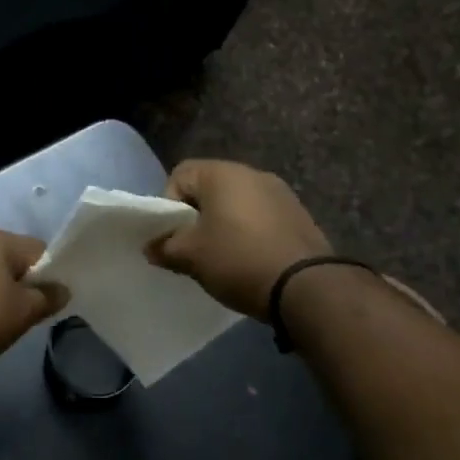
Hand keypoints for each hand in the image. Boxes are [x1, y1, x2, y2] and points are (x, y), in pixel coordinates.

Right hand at [149, 160, 331, 319]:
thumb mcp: (191, 256)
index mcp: (222, 173)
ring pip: (236, 204)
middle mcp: (252, 173)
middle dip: (197, 217)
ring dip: (224, 225)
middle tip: (194, 249)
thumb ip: (165, 247)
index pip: (180, 175)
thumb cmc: (238, 260)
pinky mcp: (298, 215)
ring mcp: (280, 192)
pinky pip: (261, 217)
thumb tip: (152, 246)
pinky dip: (249, 233)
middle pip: (209, 188)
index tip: (174, 236)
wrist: (307, 286)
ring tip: (224, 258)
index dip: (169, 205)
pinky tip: (251, 260)